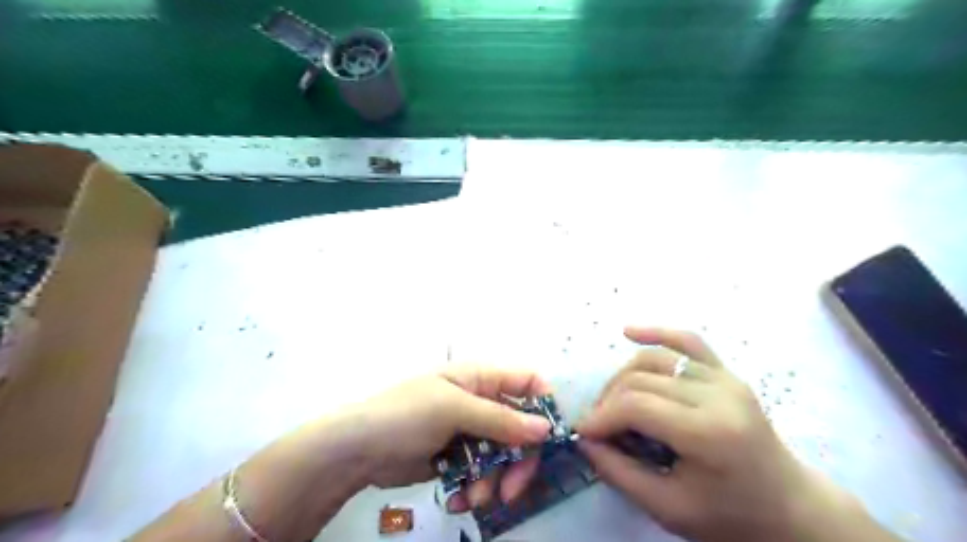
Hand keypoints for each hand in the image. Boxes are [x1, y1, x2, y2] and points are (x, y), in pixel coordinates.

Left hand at [345, 367, 549, 509]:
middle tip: (511, 490)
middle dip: (518, 459)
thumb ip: (500, 419)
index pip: (527, 383)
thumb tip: (547, 428)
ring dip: (495, 479)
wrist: (358, 451)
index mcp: (480, 378)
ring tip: (476, 497)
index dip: (544, 406)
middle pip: (520, 427)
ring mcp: (470, 431)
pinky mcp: (459, 457)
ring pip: (504, 455)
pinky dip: (477, 487)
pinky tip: (460, 499)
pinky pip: (483, 472)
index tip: (552, 438)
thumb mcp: (454, 409)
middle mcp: (481, 402)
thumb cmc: (406, 414)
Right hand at [572, 327, 852, 541]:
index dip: (601, 416)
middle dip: (608, 400)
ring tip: (610, 401)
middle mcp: (717, 394)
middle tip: (596, 426)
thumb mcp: (668, 508)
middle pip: (641, 379)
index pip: (636, 405)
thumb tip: (585, 441)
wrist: (790, 508)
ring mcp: (725, 377)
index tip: (582, 433)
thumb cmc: (730, 517)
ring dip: (623, 376)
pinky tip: (628, 331)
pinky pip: (687, 342)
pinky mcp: (726, 372)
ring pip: (655, 359)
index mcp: (708, 431)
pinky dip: (657, 333)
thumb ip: (619, 472)